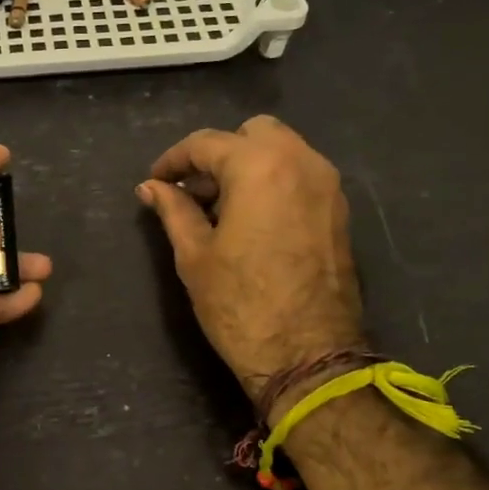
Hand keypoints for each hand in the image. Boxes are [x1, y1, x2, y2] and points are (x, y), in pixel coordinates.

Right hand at [137, 117, 365, 407]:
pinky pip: (300, 176)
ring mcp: (327, 186)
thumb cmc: (239, 304)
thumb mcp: (194, 255)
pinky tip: (250, 219)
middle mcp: (301, 162)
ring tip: (218, 207)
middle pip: (253, 133)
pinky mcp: (339, 211)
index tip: (155, 181)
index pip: (207, 143)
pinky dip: (272, 182)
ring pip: (281, 151)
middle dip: (218, 154)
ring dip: (247, 166)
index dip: (174, 160)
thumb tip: (150, 187)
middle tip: (193, 191)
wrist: (307, 356)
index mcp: (259, 167)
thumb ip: (173, 210)